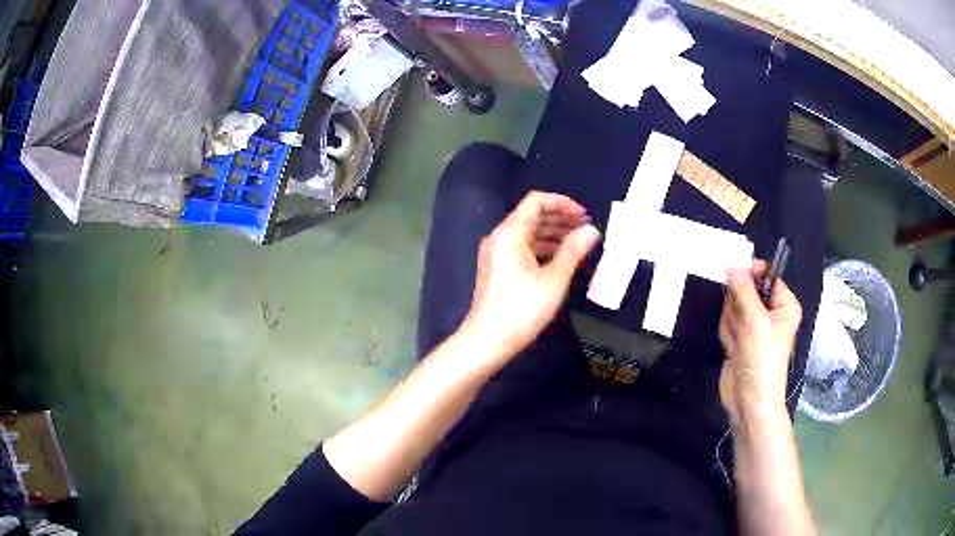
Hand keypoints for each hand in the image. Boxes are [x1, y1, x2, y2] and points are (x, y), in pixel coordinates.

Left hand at [462, 191, 600, 363]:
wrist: (487, 340)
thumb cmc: (521, 309)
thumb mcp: (553, 280)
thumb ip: (573, 251)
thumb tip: (591, 230)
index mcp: (509, 233)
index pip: (536, 201)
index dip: (563, 203)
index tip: (584, 216)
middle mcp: (499, 237)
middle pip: (532, 216)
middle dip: (560, 219)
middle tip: (586, 229)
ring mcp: (496, 253)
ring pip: (528, 233)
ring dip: (553, 235)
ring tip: (578, 245)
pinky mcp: (497, 268)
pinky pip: (522, 248)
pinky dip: (542, 249)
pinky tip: (561, 260)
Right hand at [719, 260, 801, 421]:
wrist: (750, 403)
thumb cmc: (762, 362)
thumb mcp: (755, 323)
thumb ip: (743, 291)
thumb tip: (731, 261)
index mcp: (784, 304)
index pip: (766, 275)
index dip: (750, 274)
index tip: (734, 278)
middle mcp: (771, 312)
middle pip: (746, 289)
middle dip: (738, 306)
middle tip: (742, 324)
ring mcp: (754, 326)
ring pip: (733, 306)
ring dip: (731, 323)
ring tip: (739, 342)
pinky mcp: (740, 338)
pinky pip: (727, 323)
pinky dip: (727, 334)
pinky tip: (733, 349)